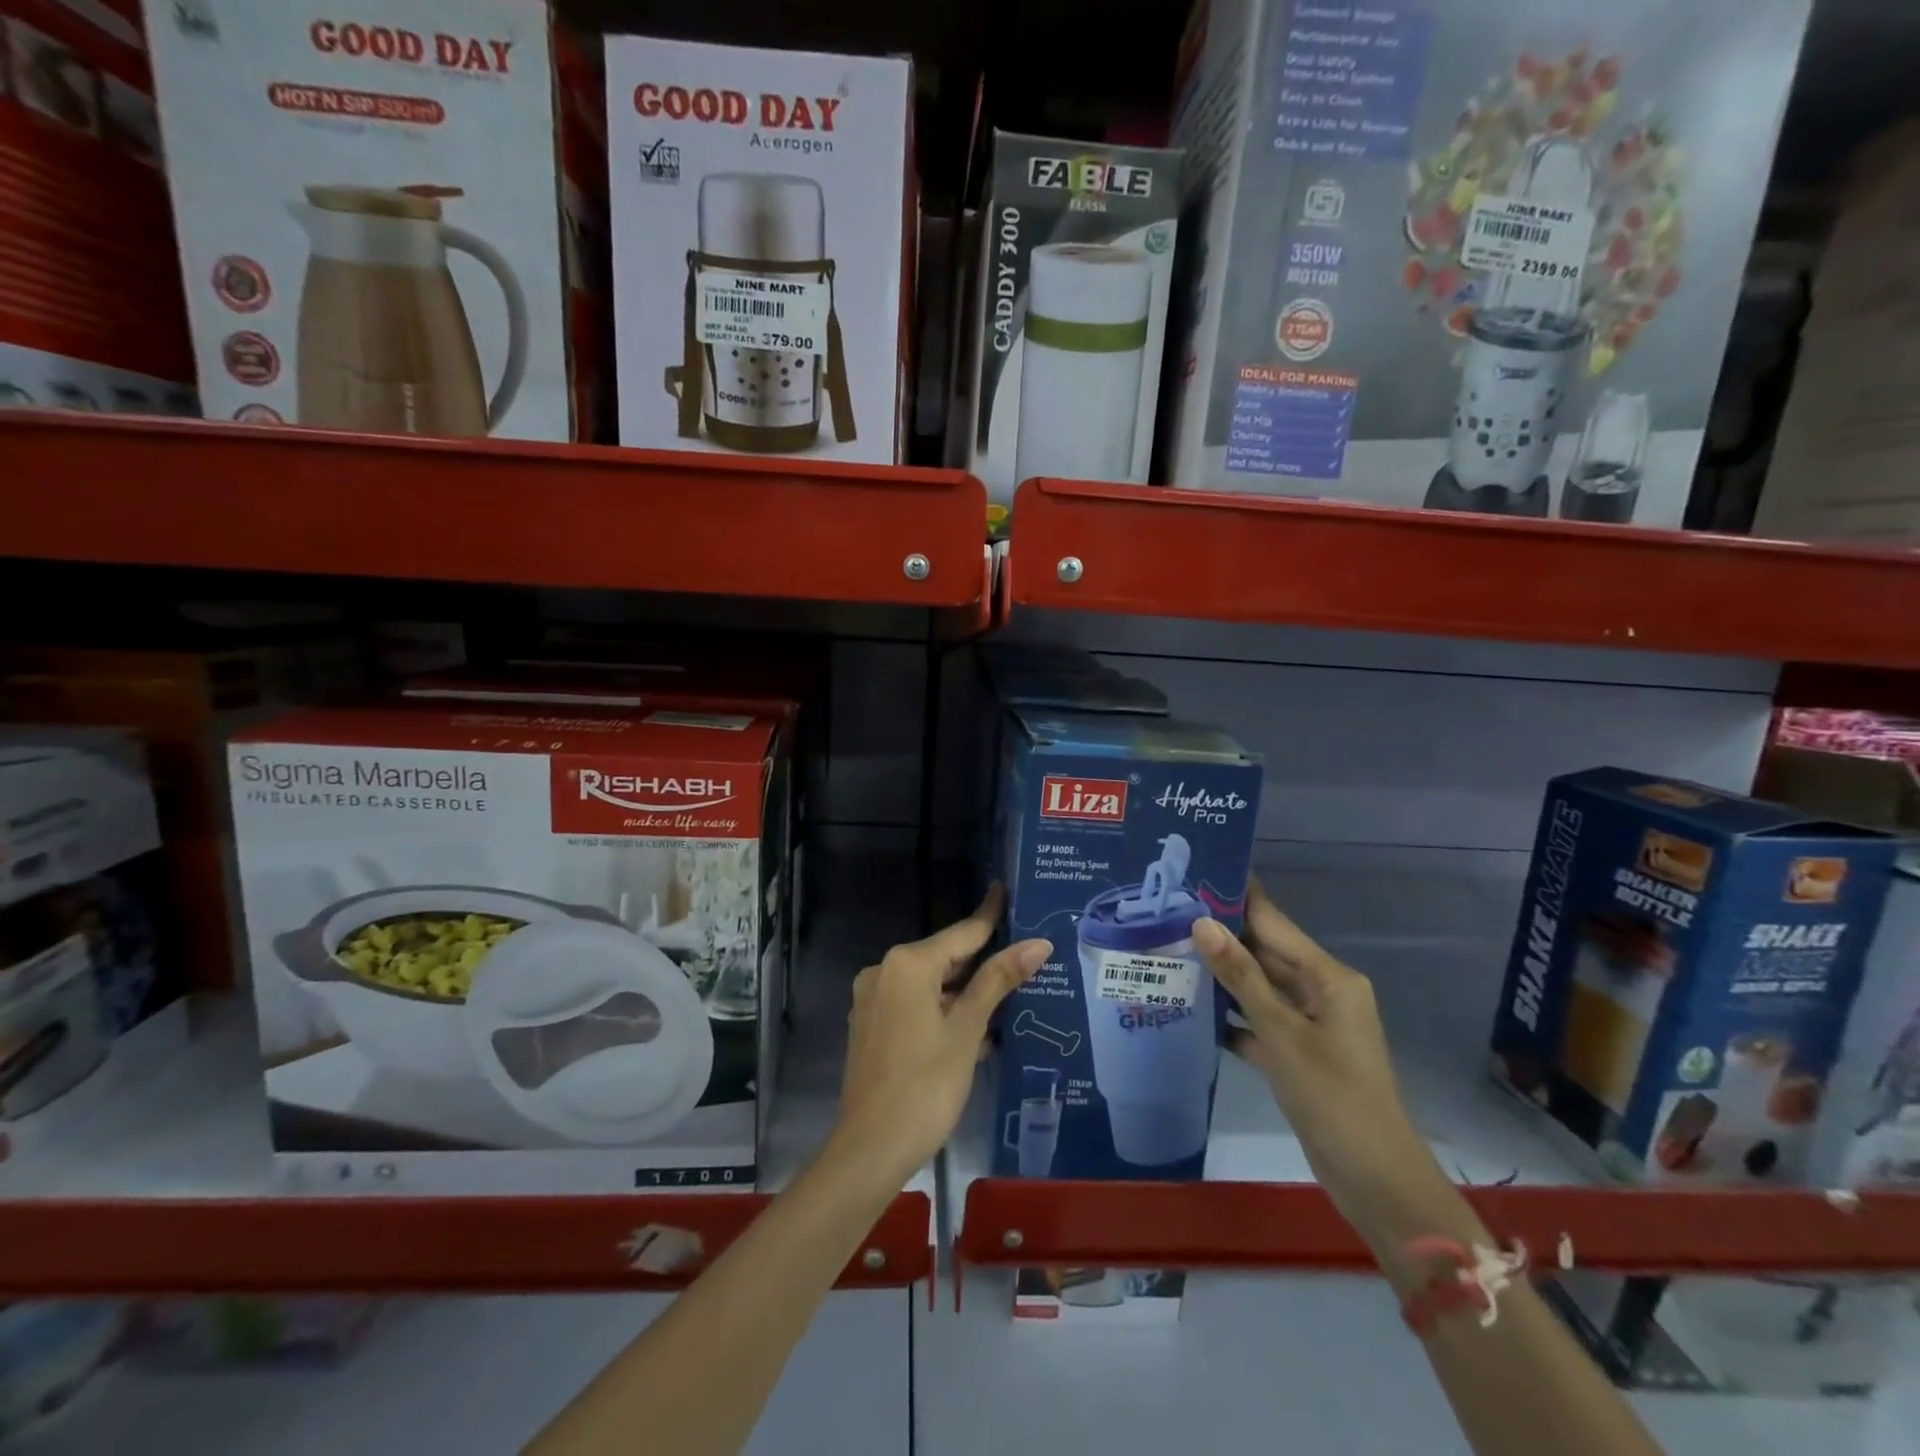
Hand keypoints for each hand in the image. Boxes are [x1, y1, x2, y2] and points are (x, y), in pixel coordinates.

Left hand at [832, 884, 1049, 1182]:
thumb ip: (998, 981)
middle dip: (981, 959)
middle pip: (943, 957)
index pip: (961, 933)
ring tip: (1007, 992)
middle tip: (1022, 951)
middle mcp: (884, 971)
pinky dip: (941, 1010)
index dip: (989, 915)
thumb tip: (1037, 943)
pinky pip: (914, 1004)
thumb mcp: (967, 1030)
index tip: (1006, 889)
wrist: (871, 1148)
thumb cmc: (926, 1084)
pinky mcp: (871, 1026)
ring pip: (929, 984)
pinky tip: (973, 1027)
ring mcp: (873, 999)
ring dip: (963, 991)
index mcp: (907, 964)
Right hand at [1192, 881, 1443, 1240]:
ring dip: (1221, 974)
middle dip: (1220, 934)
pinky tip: (1190, 1007)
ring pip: (1258, 986)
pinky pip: (1258, 1019)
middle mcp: (1321, 991)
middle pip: (1264, 952)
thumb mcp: (1282, 1033)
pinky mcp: (1298, 1052)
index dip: (1236, 897)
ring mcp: (1310, 1023)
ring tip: (1169, 949)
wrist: (1374, 1180)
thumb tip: (1202, 923)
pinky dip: (1230, 1015)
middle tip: (1166, 911)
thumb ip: (1241, 977)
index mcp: (1329, 977)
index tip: (1195, 873)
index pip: (1274, 922)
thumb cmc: (1332, 1096)